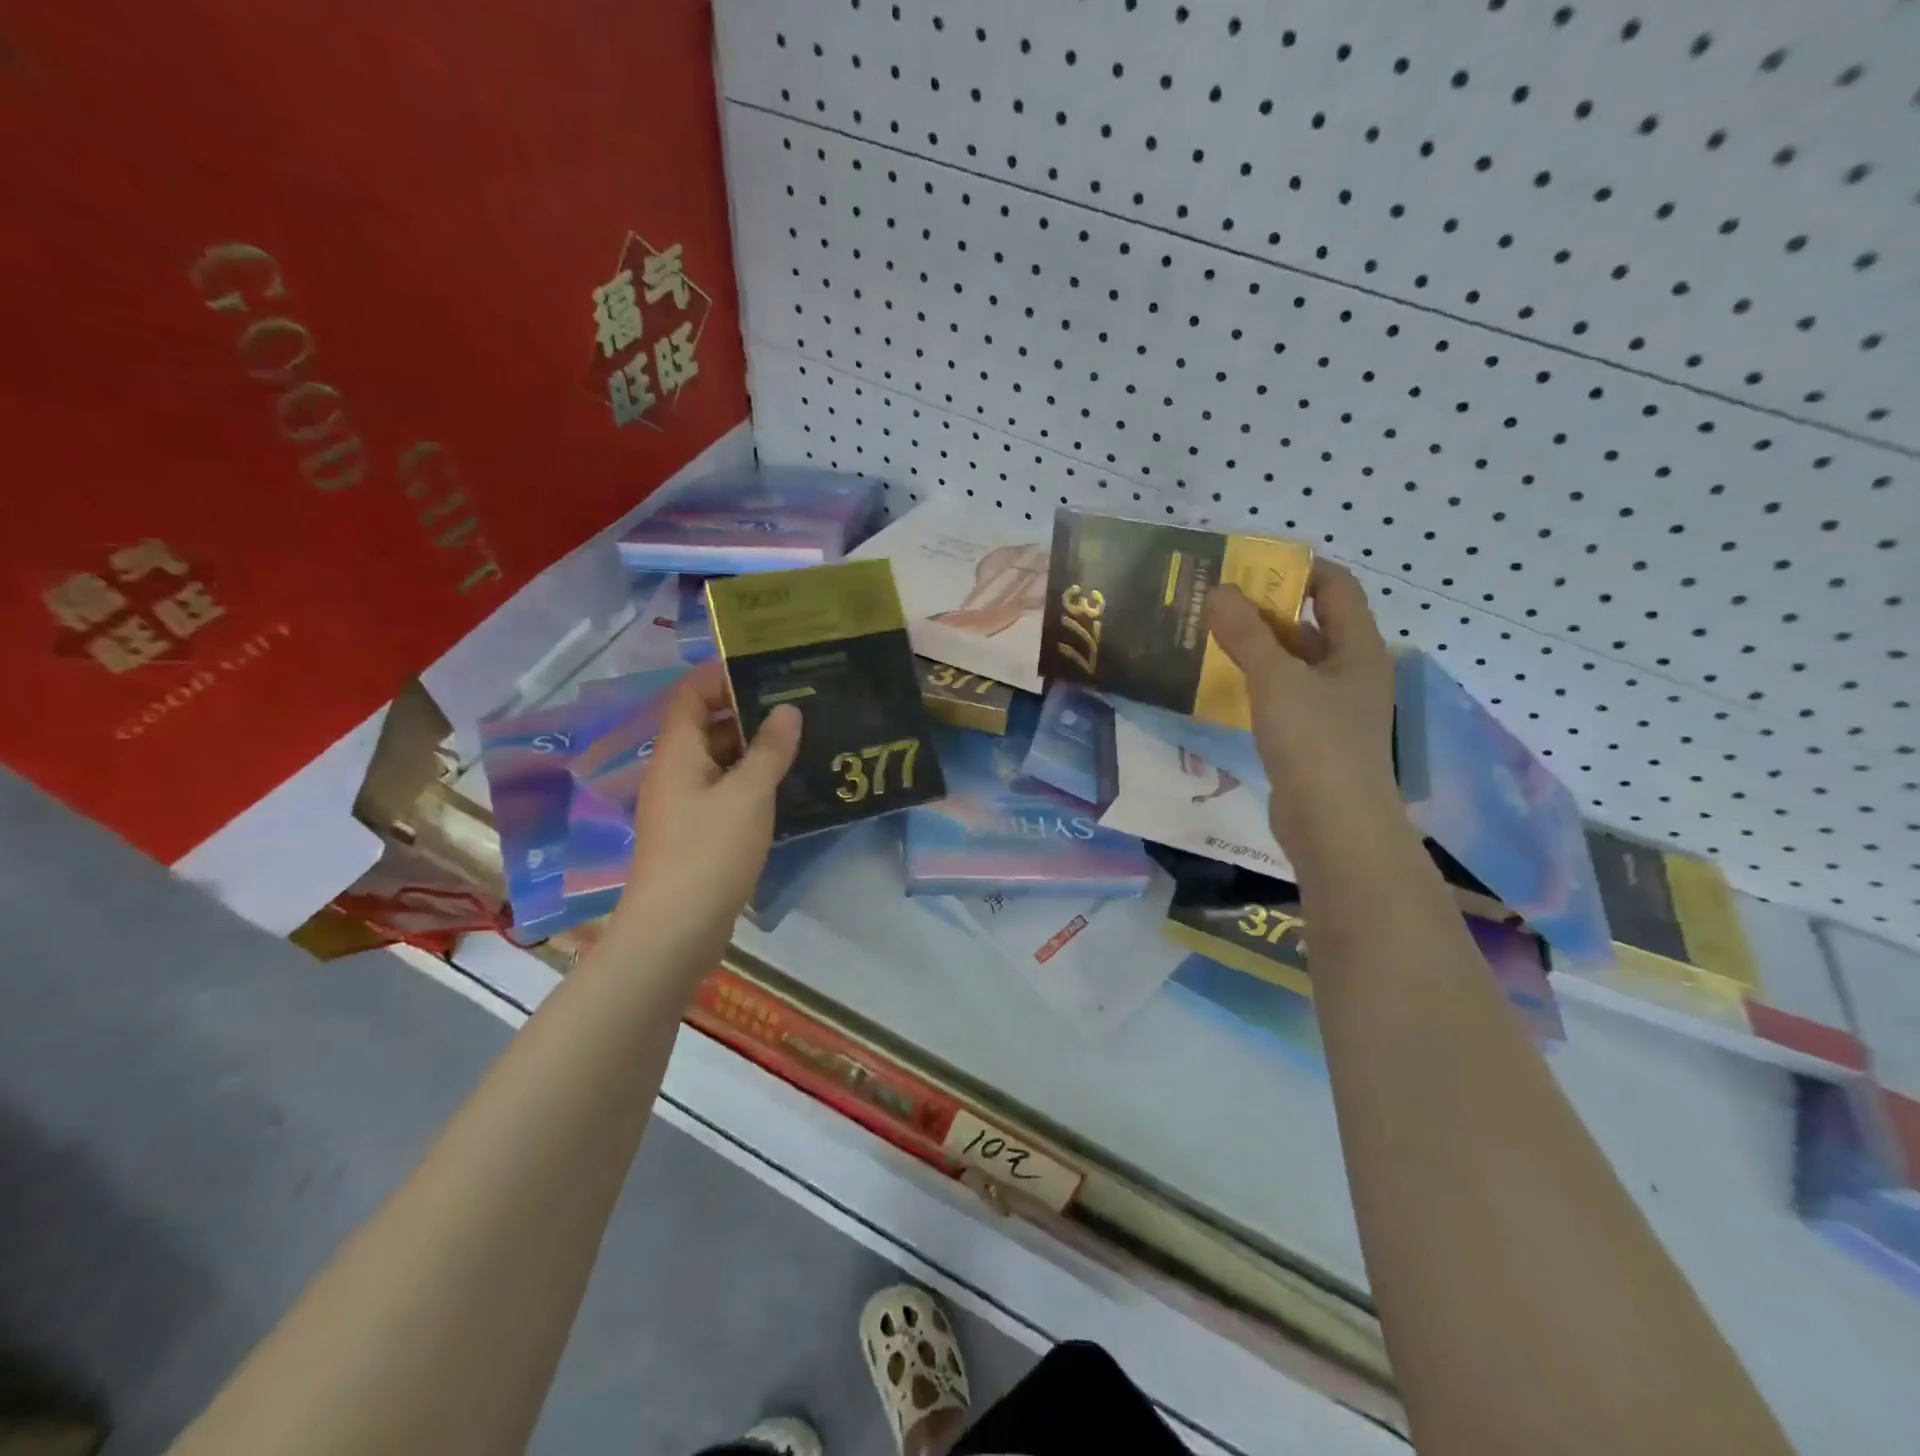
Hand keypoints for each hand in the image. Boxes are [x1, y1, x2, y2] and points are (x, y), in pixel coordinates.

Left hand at [604, 661, 800, 979]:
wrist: (676, 928)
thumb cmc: (710, 850)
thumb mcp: (749, 793)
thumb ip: (770, 749)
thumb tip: (788, 710)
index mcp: (677, 752)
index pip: (690, 694)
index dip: (720, 676)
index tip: (765, 668)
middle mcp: (674, 772)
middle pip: (705, 726)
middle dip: (746, 712)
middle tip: (796, 704)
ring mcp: (682, 805)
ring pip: (717, 761)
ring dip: (752, 749)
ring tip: (799, 741)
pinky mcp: (695, 833)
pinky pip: (723, 792)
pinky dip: (749, 782)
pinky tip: (784, 786)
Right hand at [1207, 562, 1400, 861]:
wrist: (1333, 825)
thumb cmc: (1314, 741)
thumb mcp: (1276, 679)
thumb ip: (1245, 633)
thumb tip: (1217, 589)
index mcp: (1358, 648)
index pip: (1336, 588)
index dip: (1300, 569)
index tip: (1250, 565)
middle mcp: (1350, 672)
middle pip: (1310, 625)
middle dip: (1266, 609)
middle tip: (1216, 601)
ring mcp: (1331, 708)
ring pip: (1292, 663)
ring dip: (1256, 648)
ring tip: (1209, 636)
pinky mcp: (1310, 738)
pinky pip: (1281, 695)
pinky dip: (1255, 682)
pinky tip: (1221, 683)